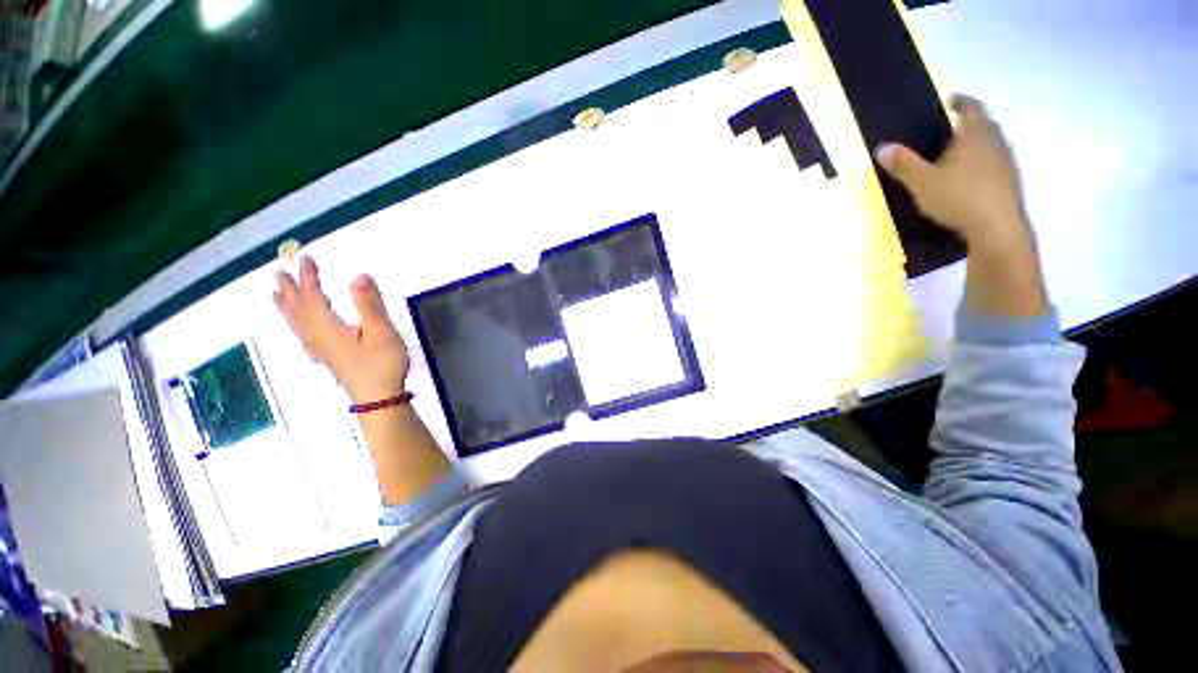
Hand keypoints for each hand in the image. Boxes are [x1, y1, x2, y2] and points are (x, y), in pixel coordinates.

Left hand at [274, 256, 409, 403]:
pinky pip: (305, 340)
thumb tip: (358, 275)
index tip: (305, 258)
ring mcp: (322, 351)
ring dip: (287, 309)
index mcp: (327, 327)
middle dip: (288, 291)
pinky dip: (299, 331)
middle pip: (297, 311)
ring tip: (276, 297)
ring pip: (298, 326)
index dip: (308, 277)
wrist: (379, 398)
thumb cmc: (381, 364)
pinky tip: (303, 337)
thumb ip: (369, 304)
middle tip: (277, 274)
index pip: (312, 296)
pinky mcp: (330, 360)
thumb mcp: (381, 331)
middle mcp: (318, 337)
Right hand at [876, 94, 1047, 317]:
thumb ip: (903, 165)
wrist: (997, 228)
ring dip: (977, 143)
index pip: (971, 107)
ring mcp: (1006, 162)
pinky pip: (995, 162)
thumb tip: (882, 148)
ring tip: (958, 153)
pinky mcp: (1010, 181)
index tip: (951, 100)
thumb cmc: (959, 198)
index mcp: (975, 135)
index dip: (961, 101)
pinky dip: (982, 162)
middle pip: (985, 124)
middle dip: (969, 122)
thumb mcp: (922, 182)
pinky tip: (970, 177)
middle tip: (951, 128)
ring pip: (992, 143)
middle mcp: (995, 142)